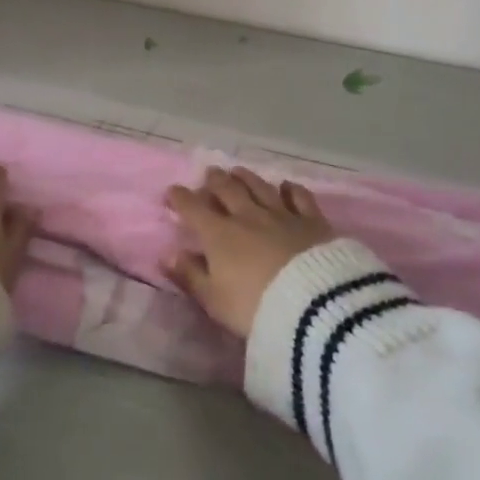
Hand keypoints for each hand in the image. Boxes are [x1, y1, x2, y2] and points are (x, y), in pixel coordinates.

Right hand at [164, 167, 334, 338]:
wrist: (312, 305)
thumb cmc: (254, 308)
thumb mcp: (214, 300)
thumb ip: (190, 275)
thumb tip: (167, 254)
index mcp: (220, 234)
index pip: (194, 209)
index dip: (180, 198)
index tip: (172, 192)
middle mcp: (248, 216)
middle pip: (228, 190)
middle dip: (215, 180)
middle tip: (209, 173)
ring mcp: (281, 214)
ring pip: (260, 187)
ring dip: (246, 177)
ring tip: (238, 171)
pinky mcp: (311, 220)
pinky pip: (299, 196)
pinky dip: (290, 189)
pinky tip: (286, 186)